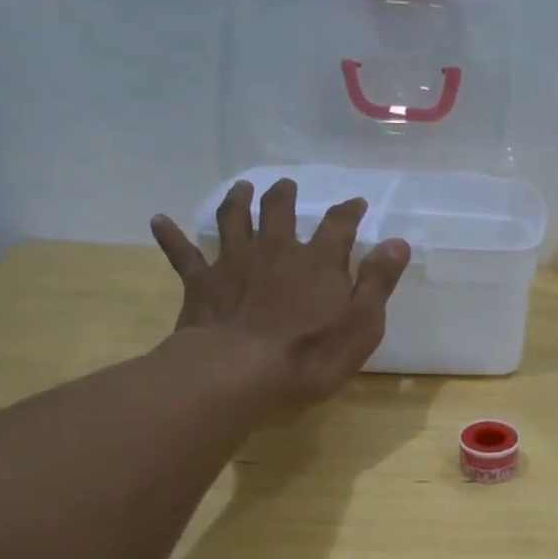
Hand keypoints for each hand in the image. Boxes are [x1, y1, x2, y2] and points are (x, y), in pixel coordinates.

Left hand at [150, 178, 410, 412]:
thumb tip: (397, 242)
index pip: (339, 226)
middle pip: (279, 212)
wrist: (239, 372)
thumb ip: (378, 281)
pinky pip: (183, 254)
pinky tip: (159, 220)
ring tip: (241, 187)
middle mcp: (276, 251)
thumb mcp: (362, 323)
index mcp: (318, 261)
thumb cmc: (311, 354)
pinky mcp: (202, 283)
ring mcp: (235, 263)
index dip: (349, 212)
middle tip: (286, 186)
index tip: (356, 203)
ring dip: (238, 201)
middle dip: (285, 196)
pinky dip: (171, 236)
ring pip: (234, 221)